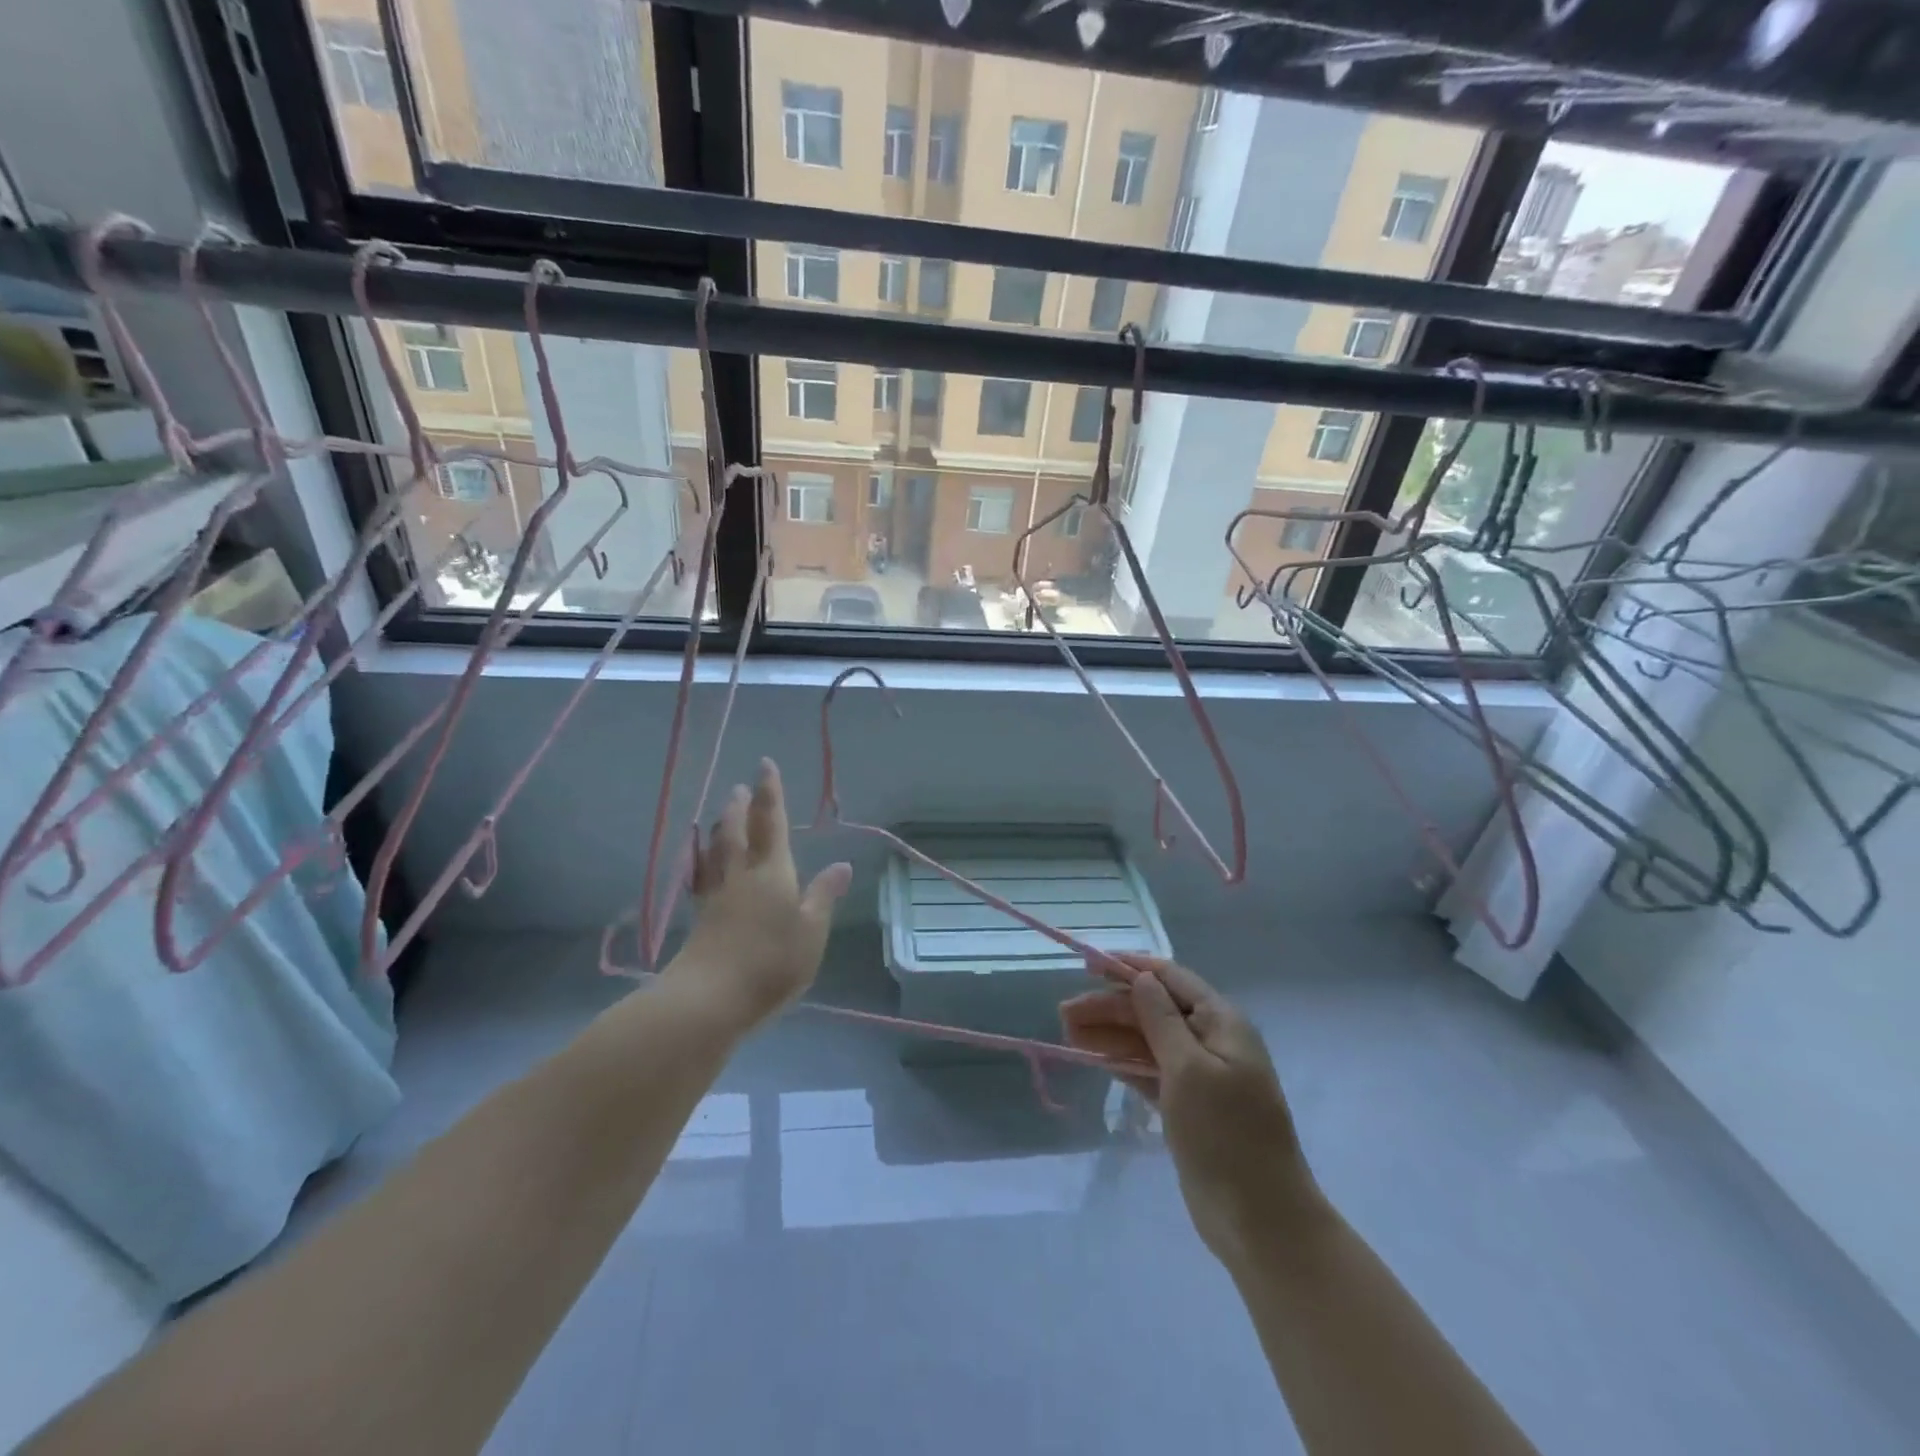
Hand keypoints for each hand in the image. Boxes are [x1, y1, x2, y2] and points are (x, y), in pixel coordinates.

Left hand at [667, 759, 850, 1027]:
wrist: (710, 999)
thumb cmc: (771, 962)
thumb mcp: (811, 931)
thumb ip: (824, 896)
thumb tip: (843, 865)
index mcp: (772, 872)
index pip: (772, 823)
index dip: (770, 793)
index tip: (764, 765)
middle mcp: (741, 876)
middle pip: (737, 832)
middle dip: (740, 808)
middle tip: (739, 787)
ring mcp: (716, 897)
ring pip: (716, 852)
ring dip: (719, 829)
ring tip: (719, 814)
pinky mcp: (700, 920)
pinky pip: (701, 878)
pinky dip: (700, 862)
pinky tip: (698, 863)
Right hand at [1060, 954, 1317, 1263]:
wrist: (1260, 1220)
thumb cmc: (1226, 1135)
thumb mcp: (1190, 1069)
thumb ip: (1161, 1019)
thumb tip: (1142, 977)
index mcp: (1221, 1022)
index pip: (1170, 978)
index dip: (1130, 968)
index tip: (1088, 966)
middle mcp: (1211, 1041)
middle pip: (1153, 1010)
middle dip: (1110, 1007)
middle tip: (1064, 1013)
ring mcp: (1199, 1077)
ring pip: (1147, 1042)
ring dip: (1110, 1035)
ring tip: (1067, 1032)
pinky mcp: (1187, 1107)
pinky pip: (1149, 1072)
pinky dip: (1122, 1063)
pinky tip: (1093, 1059)